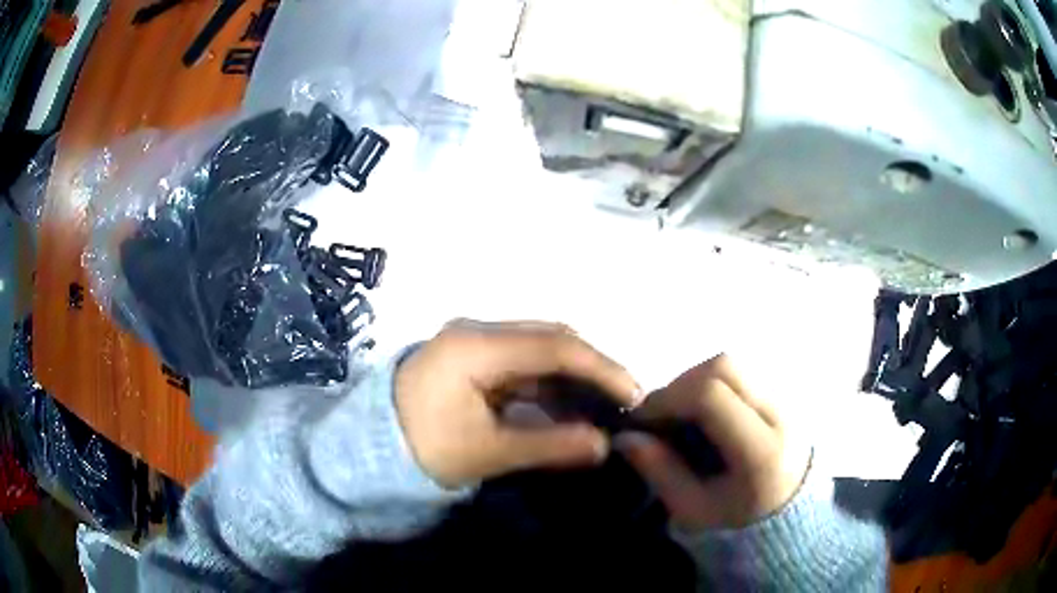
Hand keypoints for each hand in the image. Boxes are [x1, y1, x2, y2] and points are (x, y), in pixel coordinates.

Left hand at [395, 320, 639, 488]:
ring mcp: (473, 340)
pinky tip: (566, 406)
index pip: (555, 346)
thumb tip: (605, 445)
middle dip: (591, 369)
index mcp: (475, 347)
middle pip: (550, 338)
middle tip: (621, 404)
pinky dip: (549, 381)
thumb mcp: (487, 452)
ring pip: (539, 348)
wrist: (369, 449)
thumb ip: (549, 445)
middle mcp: (476, 330)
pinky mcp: (472, 355)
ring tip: (599, 409)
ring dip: (571, 375)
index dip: (602, 369)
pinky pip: (522, 360)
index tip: (635, 396)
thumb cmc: (422, 450)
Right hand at [615, 354, 809, 531]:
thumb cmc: (738, 521)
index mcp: (761, 450)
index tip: (642, 419)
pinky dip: (713, 385)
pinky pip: (742, 374)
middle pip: (725, 366)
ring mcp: (786, 400)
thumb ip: (660, 471)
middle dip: (682, 382)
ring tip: (682, 414)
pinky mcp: (782, 395)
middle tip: (661, 413)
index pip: (712, 395)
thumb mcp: (693, 509)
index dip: (669, 398)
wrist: (788, 518)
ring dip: (697, 381)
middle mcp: (780, 414)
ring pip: (733, 364)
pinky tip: (704, 415)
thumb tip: (627, 436)